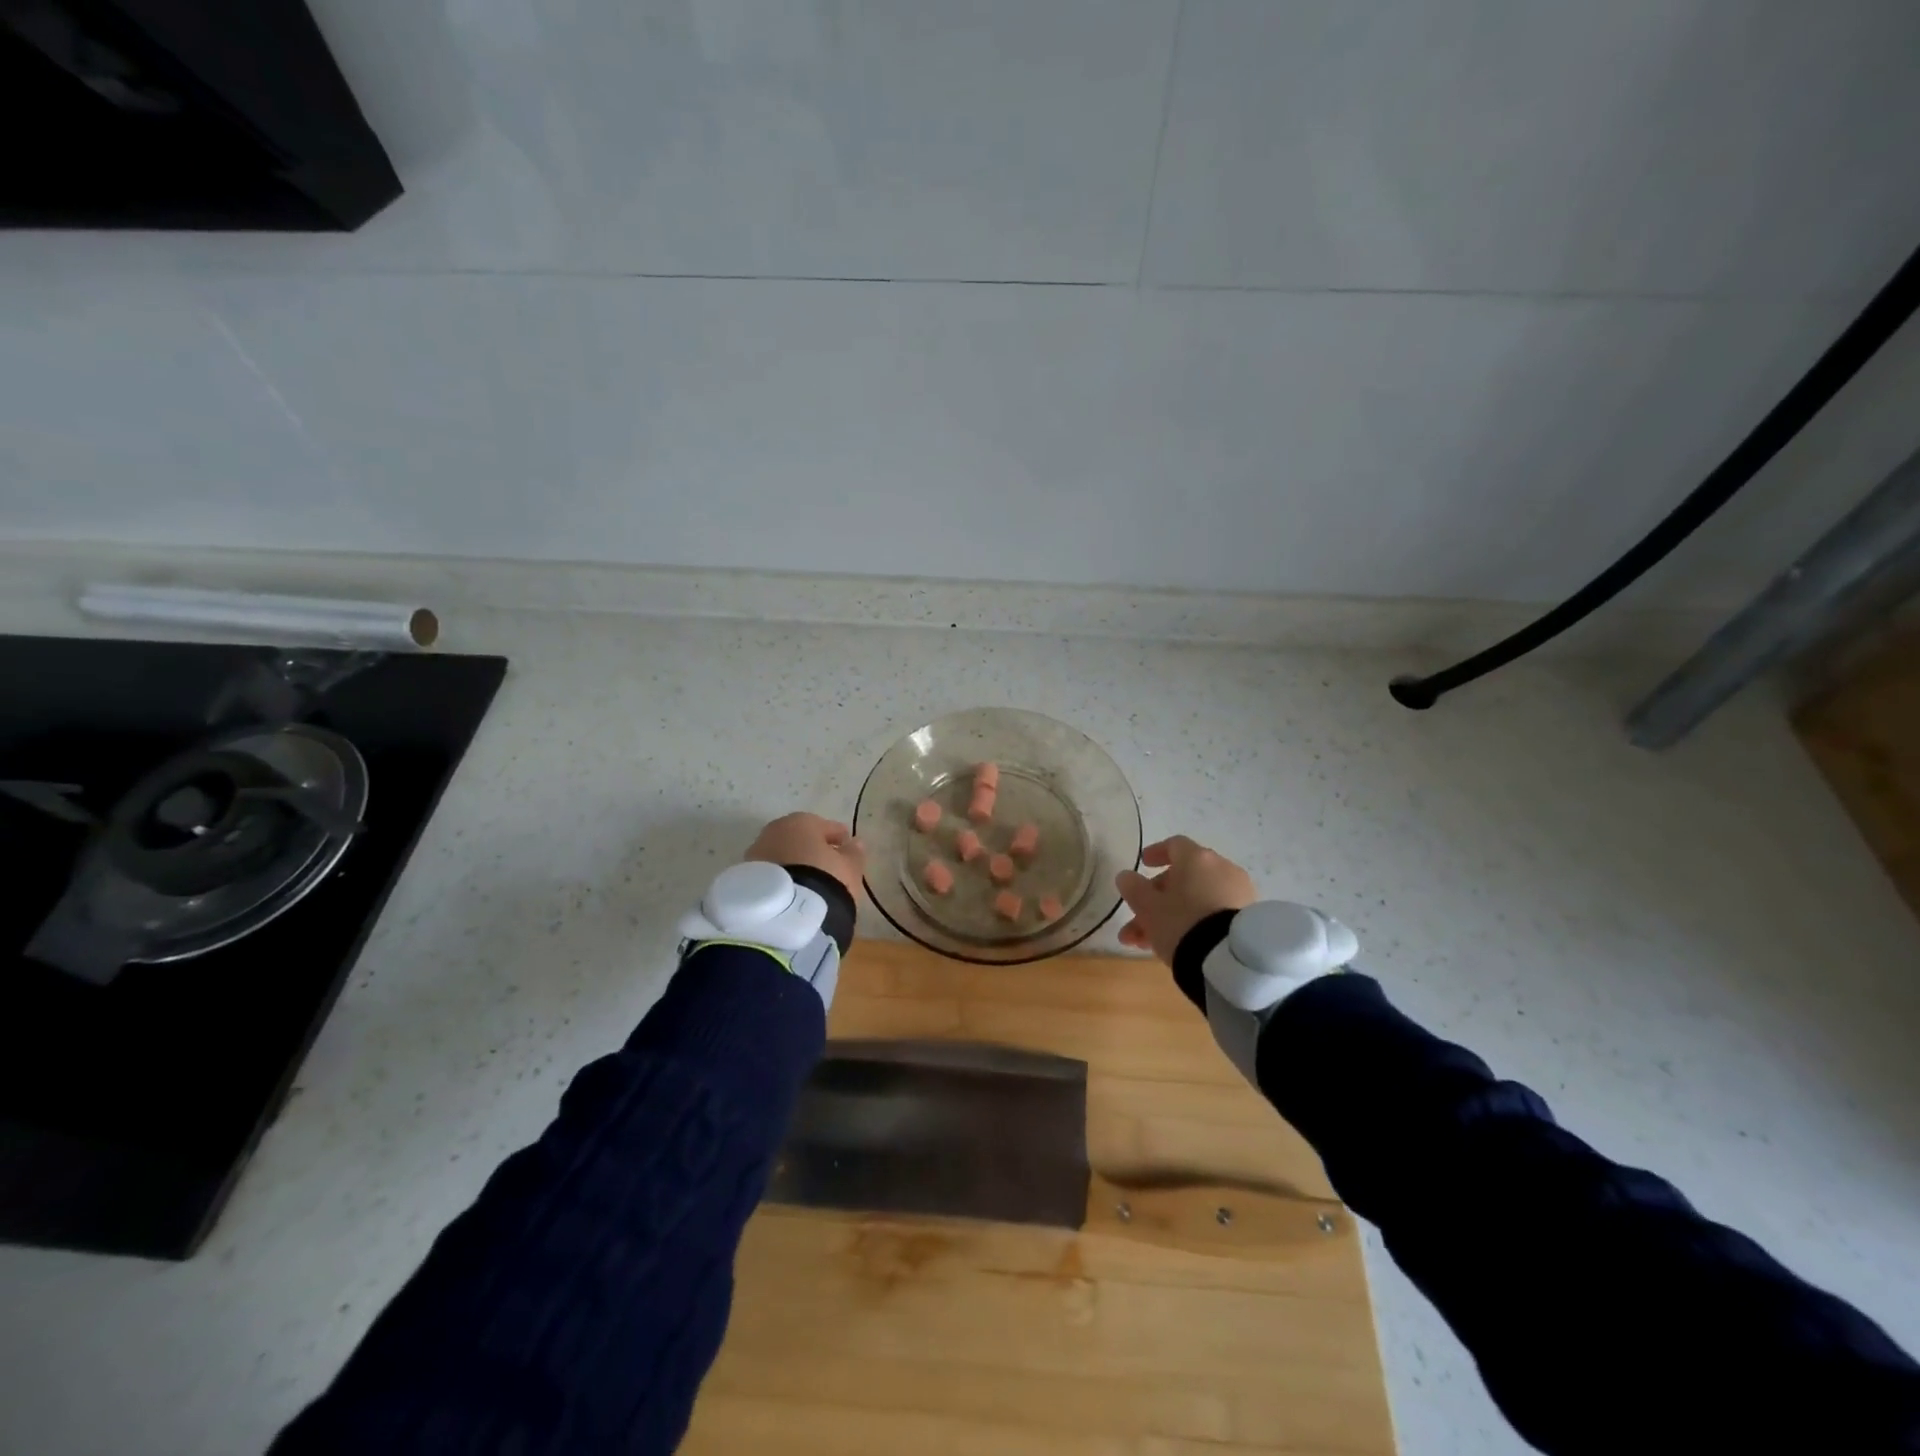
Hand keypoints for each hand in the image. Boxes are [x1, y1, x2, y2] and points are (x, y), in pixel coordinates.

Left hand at [745, 813, 866, 899]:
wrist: (785, 914)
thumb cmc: (825, 881)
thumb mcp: (849, 868)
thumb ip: (853, 853)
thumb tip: (855, 843)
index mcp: (802, 822)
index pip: (825, 826)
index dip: (838, 837)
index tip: (846, 847)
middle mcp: (774, 831)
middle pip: (797, 838)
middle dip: (809, 849)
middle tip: (824, 864)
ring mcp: (755, 854)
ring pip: (780, 855)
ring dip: (792, 864)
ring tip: (806, 883)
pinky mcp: (744, 878)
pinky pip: (769, 874)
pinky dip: (779, 879)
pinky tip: (789, 893)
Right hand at [1116, 836, 1257, 964]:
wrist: (1231, 960)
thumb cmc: (1182, 923)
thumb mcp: (1148, 907)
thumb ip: (1134, 888)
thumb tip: (1126, 876)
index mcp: (1197, 858)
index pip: (1175, 845)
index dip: (1156, 853)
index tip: (1144, 864)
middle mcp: (1222, 868)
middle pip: (1183, 878)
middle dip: (1156, 900)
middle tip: (1137, 923)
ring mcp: (1239, 893)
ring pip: (1196, 900)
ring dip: (1171, 916)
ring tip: (1149, 945)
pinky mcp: (1248, 918)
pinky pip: (1214, 914)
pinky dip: (1195, 923)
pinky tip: (1179, 945)